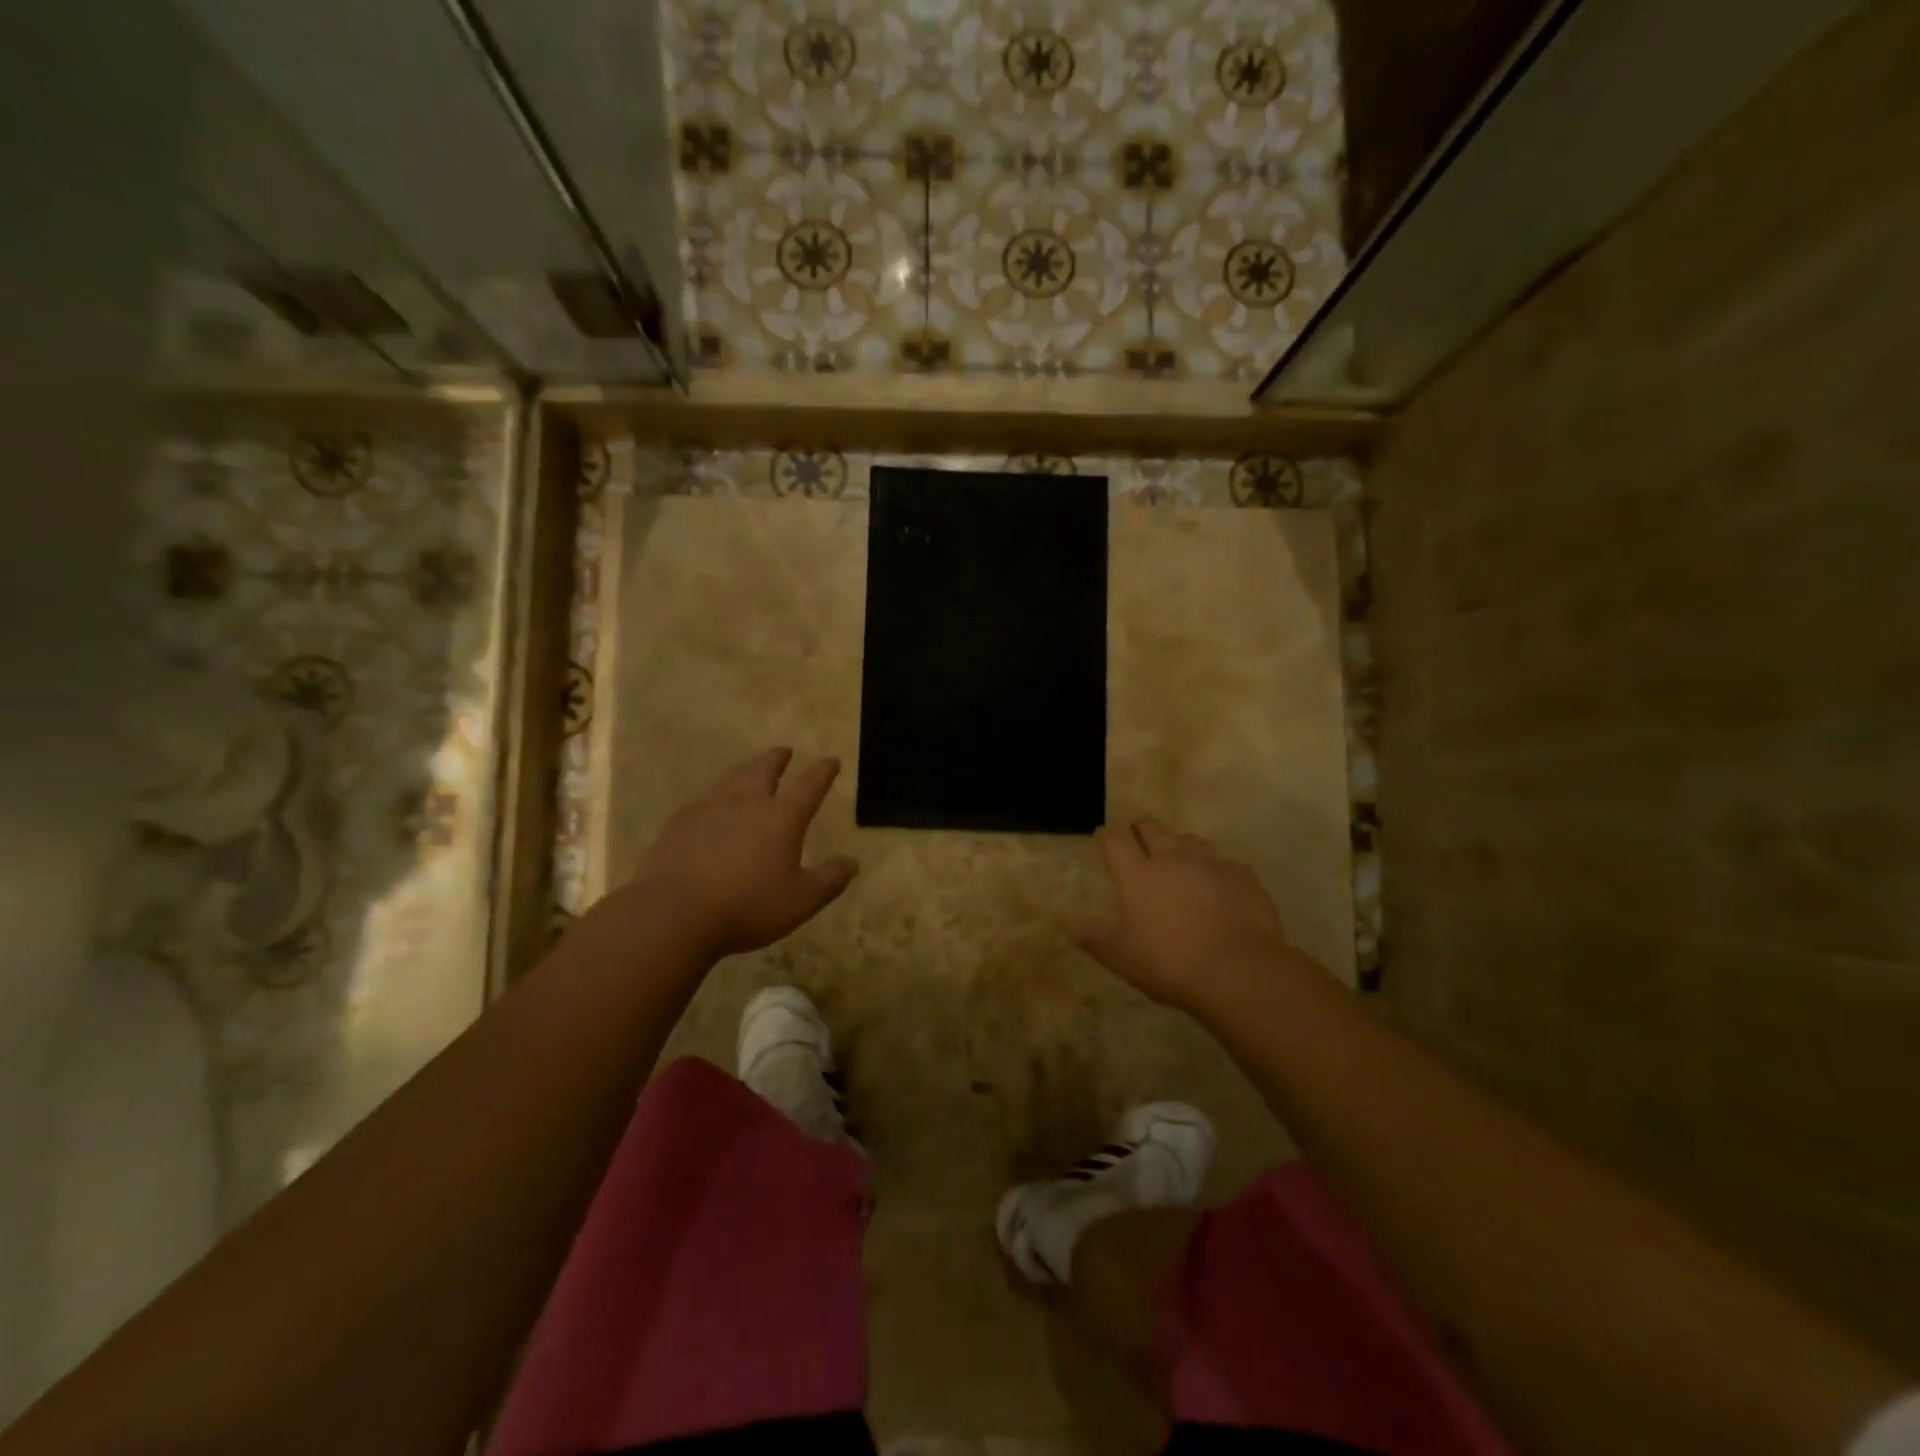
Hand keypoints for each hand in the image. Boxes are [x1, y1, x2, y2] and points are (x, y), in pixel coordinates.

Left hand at [623, 747, 857, 958]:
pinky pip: (703, 799)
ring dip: (745, 769)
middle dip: (778, 759)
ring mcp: (709, 809)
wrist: (673, 913)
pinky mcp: (680, 824)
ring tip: (750, 768)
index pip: (809, 786)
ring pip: (731, 778)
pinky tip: (710, 803)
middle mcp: (747, 803)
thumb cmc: (747, 906)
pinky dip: (715, 794)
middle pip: (764, 770)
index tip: (831, 761)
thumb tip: (852, 863)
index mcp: (781, 817)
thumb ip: (829, 880)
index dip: (823, 772)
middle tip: (785, 751)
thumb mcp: (801, 900)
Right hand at [1078, 818, 1299, 1013]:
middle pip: (1153, 829)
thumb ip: (1096, 939)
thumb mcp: (1122, 959)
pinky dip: (1217, 870)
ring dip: (1180, 845)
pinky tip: (1219, 886)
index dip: (1108, 838)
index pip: (1115, 842)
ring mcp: (1211, 864)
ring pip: (1191, 840)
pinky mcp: (1243, 877)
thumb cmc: (1171, 963)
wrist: (1239, 971)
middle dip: (1142, 829)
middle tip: (1139, 835)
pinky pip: (1226, 864)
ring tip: (1179, 858)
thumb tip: (1075, 926)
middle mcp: (1173, 859)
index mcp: (1138, 875)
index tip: (1106, 840)